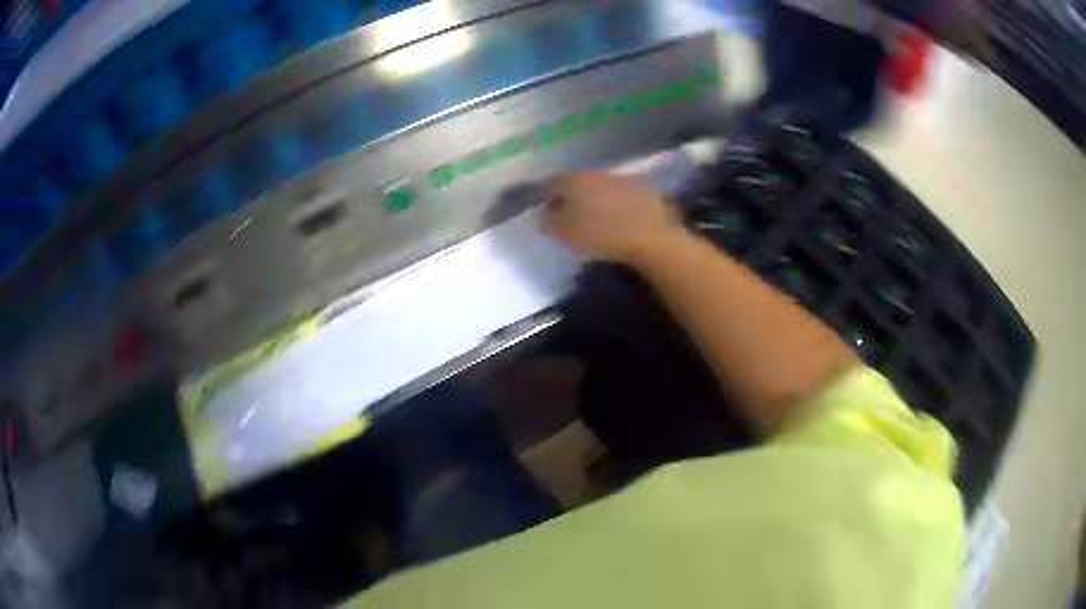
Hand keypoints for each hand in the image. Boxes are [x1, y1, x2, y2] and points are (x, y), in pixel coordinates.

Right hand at [541, 172, 684, 263]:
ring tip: (594, 217)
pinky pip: (620, 192)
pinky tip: (618, 217)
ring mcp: (620, 177)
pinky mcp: (641, 187)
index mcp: (573, 180)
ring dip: (593, 198)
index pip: (549, 183)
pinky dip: (614, 202)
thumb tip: (541, 215)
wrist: (651, 236)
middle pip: (575, 182)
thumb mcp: (565, 234)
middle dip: (569, 196)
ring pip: (598, 185)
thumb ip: (548, 222)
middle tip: (568, 215)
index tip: (544, 212)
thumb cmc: (602, 235)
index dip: (543, 197)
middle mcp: (594, 173)